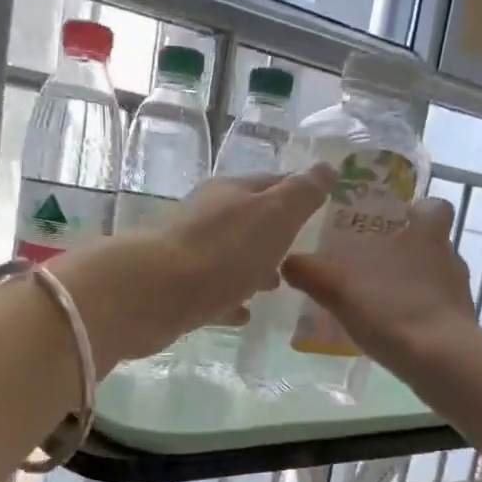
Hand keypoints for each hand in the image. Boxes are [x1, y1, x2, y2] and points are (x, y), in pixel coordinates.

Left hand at [51, 167, 334, 365]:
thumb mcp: (274, 216)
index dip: (299, 192)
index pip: (273, 182)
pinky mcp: (177, 289)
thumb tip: (327, 167)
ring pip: (230, 257)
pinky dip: (231, 298)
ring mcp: (190, 253)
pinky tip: (244, 313)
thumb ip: (302, 194)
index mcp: (232, 193)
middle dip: (276, 235)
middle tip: (302, 253)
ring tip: (277, 286)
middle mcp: (208, 216)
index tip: (323, 207)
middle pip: (250, 221)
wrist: (154, 294)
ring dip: (253, 267)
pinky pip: (213, 292)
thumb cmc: (222, 251)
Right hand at [281, 195, 481, 380]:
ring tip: (378, 300)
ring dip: (411, 285)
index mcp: (427, 235)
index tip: (396, 221)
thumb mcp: (341, 290)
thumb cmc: (395, 311)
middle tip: (371, 263)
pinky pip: (436, 309)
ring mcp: (459, 292)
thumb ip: (312, 273)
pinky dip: (417, 314)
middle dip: (405, 251)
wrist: (442, 361)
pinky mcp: (460, 324)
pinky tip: (392, 329)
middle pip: (431, 244)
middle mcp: (449, 257)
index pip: (434, 207)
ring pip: (434, 277)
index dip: (418, 210)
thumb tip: (287, 262)